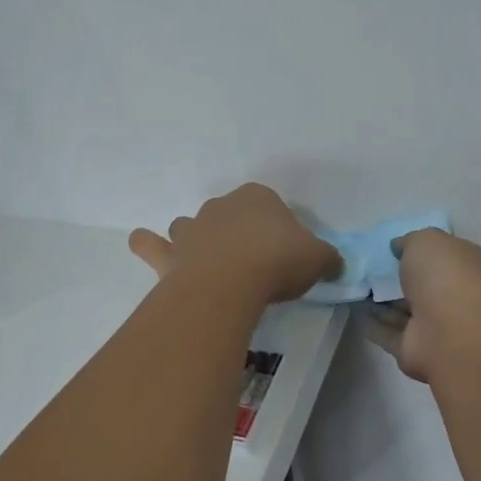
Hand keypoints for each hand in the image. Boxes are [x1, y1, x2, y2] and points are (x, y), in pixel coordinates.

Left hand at [129, 184, 341, 303]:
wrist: (231, 282)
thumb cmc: (278, 261)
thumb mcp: (318, 259)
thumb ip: (327, 258)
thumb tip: (335, 264)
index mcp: (258, 198)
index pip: (270, 205)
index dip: (277, 228)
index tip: (284, 252)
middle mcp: (220, 206)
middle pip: (228, 214)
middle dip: (236, 232)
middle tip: (252, 263)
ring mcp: (191, 229)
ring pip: (189, 226)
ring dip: (196, 239)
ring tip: (209, 263)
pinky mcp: (169, 255)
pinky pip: (150, 244)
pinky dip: (147, 244)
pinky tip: (145, 245)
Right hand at [365, 229, 480, 381]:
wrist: (453, 332)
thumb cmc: (446, 275)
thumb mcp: (426, 241)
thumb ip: (410, 241)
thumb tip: (398, 247)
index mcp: (466, 267)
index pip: (442, 256)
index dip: (417, 251)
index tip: (389, 248)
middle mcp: (454, 297)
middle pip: (421, 286)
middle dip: (397, 278)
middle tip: (365, 268)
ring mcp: (436, 326)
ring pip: (404, 310)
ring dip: (381, 301)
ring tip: (352, 287)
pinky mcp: (414, 350)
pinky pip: (389, 333)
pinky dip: (373, 324)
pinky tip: (353, 311)